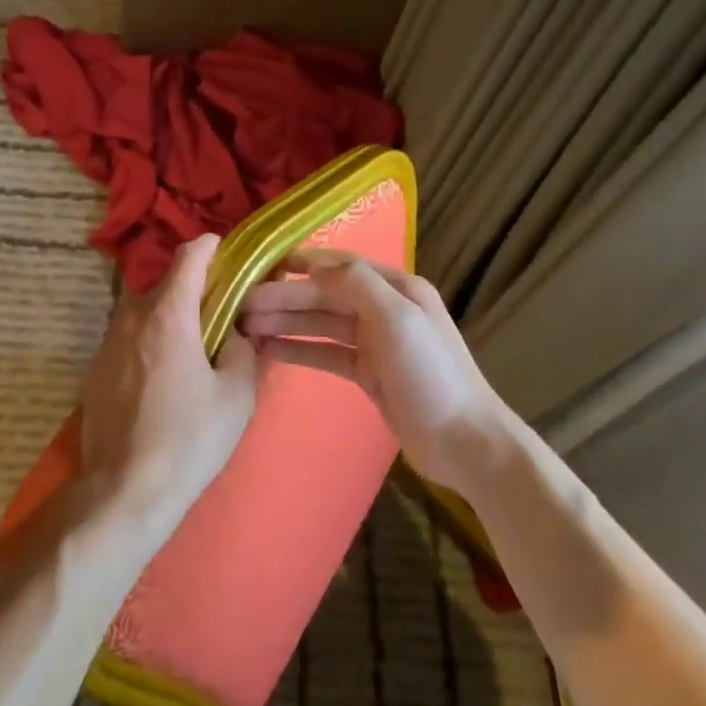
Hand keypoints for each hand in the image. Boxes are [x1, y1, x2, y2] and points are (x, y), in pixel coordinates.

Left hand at [79, 234, 261, 535]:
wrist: (125, 489)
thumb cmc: (189, 440)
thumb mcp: (236, 395)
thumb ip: (241, 349)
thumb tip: (235, 330)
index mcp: (168, 315)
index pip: (188, 257)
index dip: (210, 247)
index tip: (227, 252)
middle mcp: (132, 318)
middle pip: (165, 284)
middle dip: (194, 288)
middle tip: (221, 310)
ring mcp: (107, 343)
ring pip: (144, 311)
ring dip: (170, 316)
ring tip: (194, 346)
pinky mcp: (95, 369)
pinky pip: (129, 338)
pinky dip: (150, 340)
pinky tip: (165, 376)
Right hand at [239, 250, 516, 491]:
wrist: (465, 442)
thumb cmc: (431, 375)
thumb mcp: (398, 319)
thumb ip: (357, 284)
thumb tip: (314, 264)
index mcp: (395, 288)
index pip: (340, 265)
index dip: (301, 263)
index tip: (260, 266)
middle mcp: (384, 308)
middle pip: (324, 296)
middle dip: (283, 298)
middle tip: (240, 306)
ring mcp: (375, 342)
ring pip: (320, 324)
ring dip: (285, 322)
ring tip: (244, 327)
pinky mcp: (367, 372)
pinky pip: (325, 352)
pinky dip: (298, 349)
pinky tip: (267, 350)